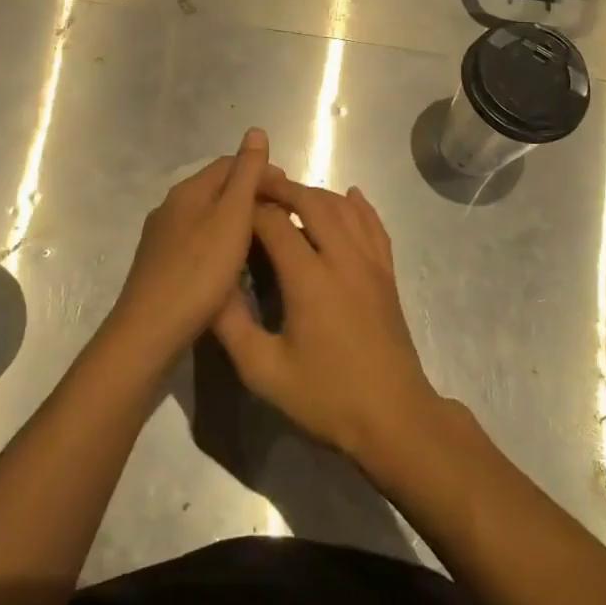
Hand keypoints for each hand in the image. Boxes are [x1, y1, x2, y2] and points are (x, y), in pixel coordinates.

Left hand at [108, 128, 270, 364]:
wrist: (150, 330)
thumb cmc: (200, 271)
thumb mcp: (232, 216)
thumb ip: (246, 174)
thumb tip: (255, 130)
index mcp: (189, 189)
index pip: (230, 164)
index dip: (262, 171)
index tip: (290, 193)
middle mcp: (171, 205)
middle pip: (218, 188)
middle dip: (251, 194)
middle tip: (282, 216)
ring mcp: (161, 236)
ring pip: (207, 215)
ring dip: (236, 219)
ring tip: (262, 238)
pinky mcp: (159, 264)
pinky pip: (197, 239)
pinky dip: (220, 240)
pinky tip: (230, 263)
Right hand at [213, 170, 443, 463]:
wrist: (394, 418)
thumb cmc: (326, 396)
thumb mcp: (264, 371)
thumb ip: (232, 325)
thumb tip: (211, 286)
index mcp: (309, 278)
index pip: (275, 223)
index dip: (250, 209)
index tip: (230, 207)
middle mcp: (342, 258)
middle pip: (312, 202)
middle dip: (282, 189)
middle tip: (257, 186)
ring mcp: (371, 263)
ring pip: (344, 208)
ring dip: (316, 194)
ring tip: (291, 194)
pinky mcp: (387, 274)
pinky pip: (375, 225)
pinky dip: (360, 205)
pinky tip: (350, 196)